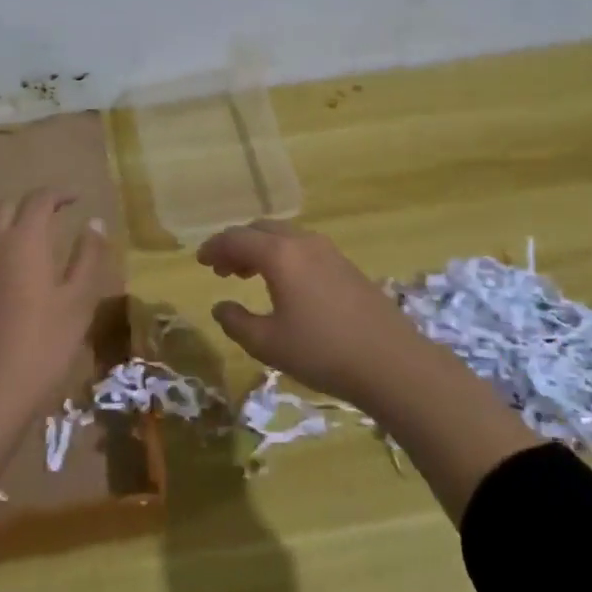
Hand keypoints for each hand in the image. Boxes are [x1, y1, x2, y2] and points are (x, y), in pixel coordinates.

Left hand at [0, 188, 105, 501]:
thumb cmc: (44, 345)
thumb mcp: (79, 301)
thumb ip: (88, 257)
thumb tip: (94, 222)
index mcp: (24, 240)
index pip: (39, 200)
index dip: (59, 194)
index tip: (78, 198)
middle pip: (9, 207)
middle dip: (33, 204)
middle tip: (58, 214)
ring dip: (15, 223)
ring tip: (40, 237)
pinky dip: (3, 244)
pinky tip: (19, 268)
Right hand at [197, 219, 440, 408]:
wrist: (391, 362)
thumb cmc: (322, 352)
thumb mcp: (268, 344)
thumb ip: (236, 322)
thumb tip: (220, 307)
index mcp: (279, 255)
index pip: (236, 238)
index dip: (214, 247)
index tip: (200, 261)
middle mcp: (303, 242)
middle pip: (261, 230)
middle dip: (237, 245)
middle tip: (222, 269)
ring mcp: (329, 251)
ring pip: (284, 237)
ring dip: (261, 249)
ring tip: (247, 275)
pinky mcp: (346, 266)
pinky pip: (303, 248)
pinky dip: (283, 256)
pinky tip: (284, 284)